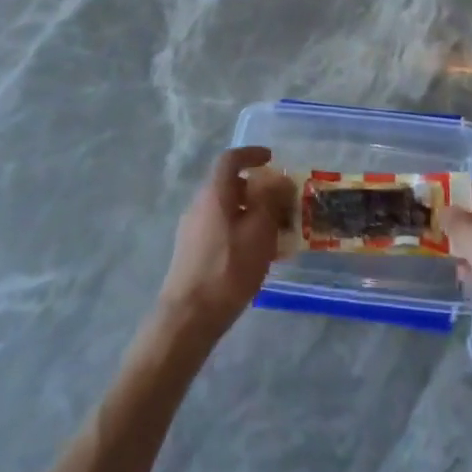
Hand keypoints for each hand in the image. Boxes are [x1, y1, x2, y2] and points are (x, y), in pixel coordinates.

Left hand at [154, 146, 292, 344]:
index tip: (272, 159)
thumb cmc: (228, 269)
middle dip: (258, 190)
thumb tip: (278, 179)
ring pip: (227, 209)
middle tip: (282, 203)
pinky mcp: (193, 252)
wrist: (189, 317)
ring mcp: (193, 230)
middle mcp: (200, 205)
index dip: (251, 154)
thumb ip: (271, 201)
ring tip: (277, 232)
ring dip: (252, 213)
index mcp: (214, 193)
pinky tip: (259, 255)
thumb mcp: (259, 232)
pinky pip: (222, 229)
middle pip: (230, 185)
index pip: (230, 159)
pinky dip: (242, 231)